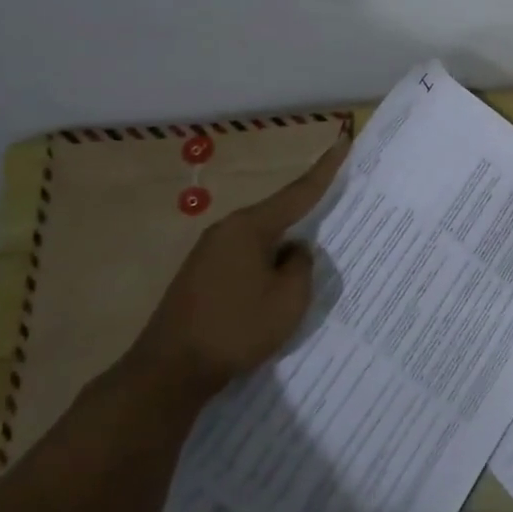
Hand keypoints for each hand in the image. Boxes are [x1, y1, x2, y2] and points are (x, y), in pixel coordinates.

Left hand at [132, 132, 350, 394]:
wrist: (169, 370)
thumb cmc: (236, 328)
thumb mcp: (289, 298)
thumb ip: (302, 266)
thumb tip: (294, 251)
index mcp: (250, 227)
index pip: (298, 192)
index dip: (325, 169)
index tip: (342, 141)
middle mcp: (227, 230)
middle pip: (278, 215)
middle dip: (305, 217)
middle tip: (335, 215)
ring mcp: (209, 253)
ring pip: (262, 241)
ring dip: (283, 251)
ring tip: (305, 269)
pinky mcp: (201, 277)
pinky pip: (246, 259)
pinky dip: (266, 267)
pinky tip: (274, 289)